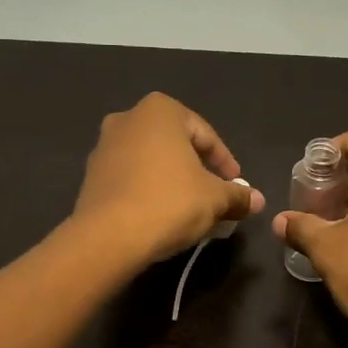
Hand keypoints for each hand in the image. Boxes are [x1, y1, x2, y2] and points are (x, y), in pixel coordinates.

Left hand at [72, 93, 264, 264]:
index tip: (236, 186)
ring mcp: (104, 147)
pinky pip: (130, 178)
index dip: (225, 163)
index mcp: (160, 111)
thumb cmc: (169, 202)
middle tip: (214, 195)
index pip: (205, 135)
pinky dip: (148, 191)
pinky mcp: (90, 176)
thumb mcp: (214, 199)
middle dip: (197, 169)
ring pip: (150, 161)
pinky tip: (160, 215)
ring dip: (172, 180)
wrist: (108, 237)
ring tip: (189, 208)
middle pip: (175, 145)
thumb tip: (257, 200)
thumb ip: (237, 195)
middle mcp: (128, 119)